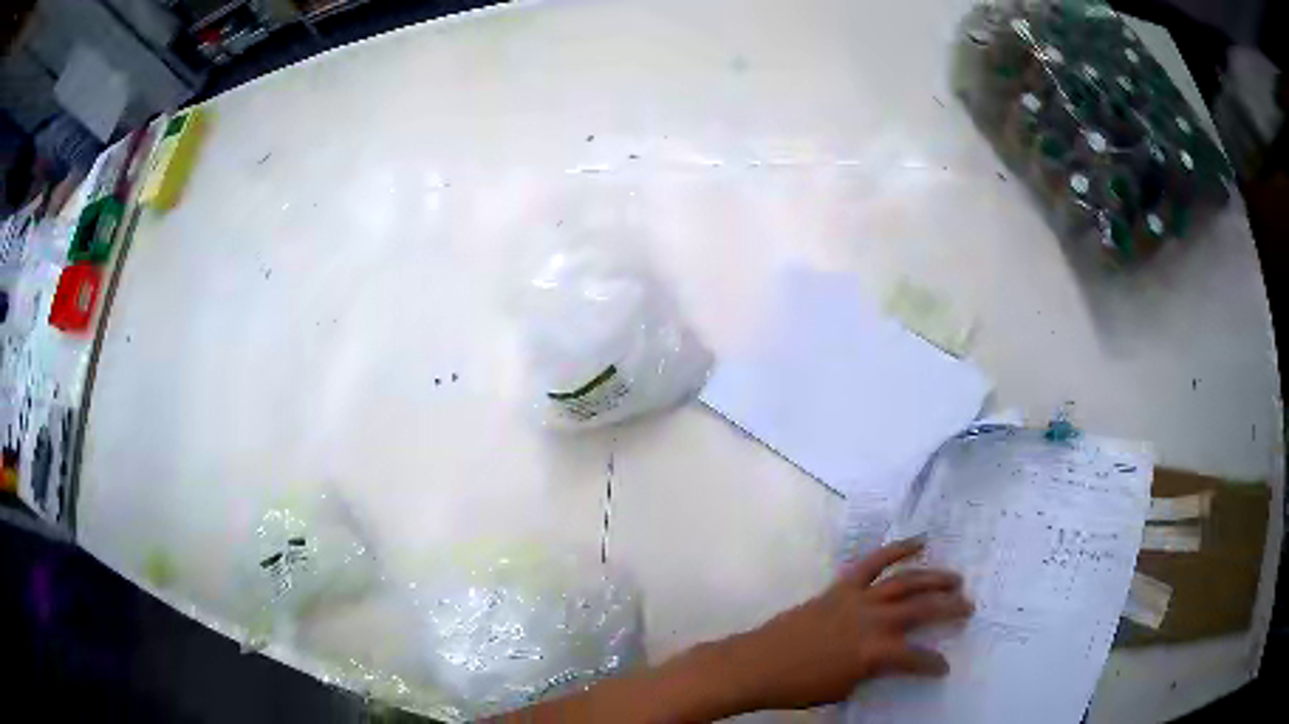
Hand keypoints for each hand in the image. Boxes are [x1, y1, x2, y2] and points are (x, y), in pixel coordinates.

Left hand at [725, 539, 972, 709]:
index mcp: (876, 653)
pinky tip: (918, 541)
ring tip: (955, 578)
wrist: (757, 664)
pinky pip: (873, 563)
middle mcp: (874, 621)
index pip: (916, 658)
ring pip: (906, 581)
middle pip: (921, 609)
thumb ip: (872, 672)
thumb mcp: (844, 689)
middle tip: (968, 608)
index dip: (932, 664)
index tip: (943, 667)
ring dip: (933, 578)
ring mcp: (858, 599)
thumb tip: (887, 661)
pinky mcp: (841, 587)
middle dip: (949, 608)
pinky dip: (897, 549)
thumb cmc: (799, 686)